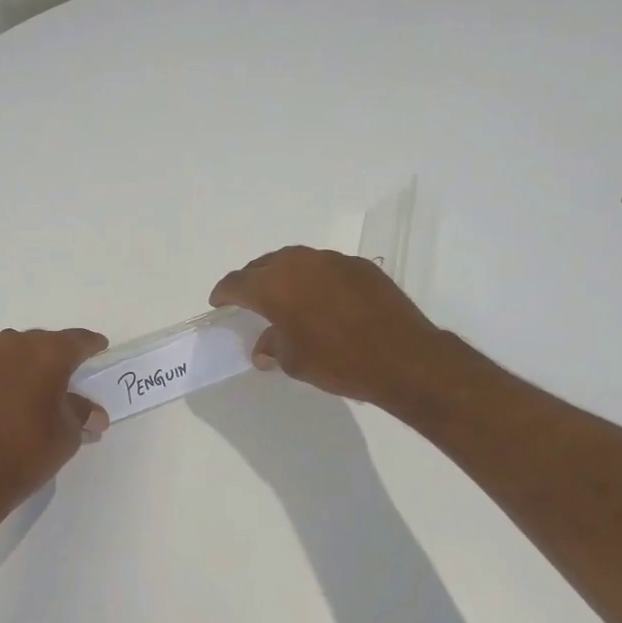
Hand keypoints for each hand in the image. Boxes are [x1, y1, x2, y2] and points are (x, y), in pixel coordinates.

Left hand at [0, 327, 109, 514]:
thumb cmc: (28, 451)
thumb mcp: (68, 435)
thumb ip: (81, 414)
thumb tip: (93, 415)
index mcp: (46, 353)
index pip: (77, 340)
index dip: (92, 345)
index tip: (99, 348)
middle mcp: (12, 346)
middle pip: (43, 343)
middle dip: (58, 358)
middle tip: (69, 377)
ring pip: (14, 355)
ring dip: (28, 368)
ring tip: (36, 392)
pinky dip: (4, 381)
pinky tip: (8, 404)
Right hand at [209, 246, 444, 408]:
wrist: (403, 357)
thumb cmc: (338, 362)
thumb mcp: (295, 361)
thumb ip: (273, 346)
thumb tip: (264, 346)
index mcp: (274, 286)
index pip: (237, 283)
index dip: (224, 293)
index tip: (219, 302)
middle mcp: (299, 263)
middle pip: (264, 266)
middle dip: (252, 281)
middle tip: (249, 300)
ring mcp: (332, 260)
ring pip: (295, 261)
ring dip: (283, 276)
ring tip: (284, 296)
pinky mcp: (359, 266)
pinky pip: (324, 267)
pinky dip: (314, 280)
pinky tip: (322, 300)